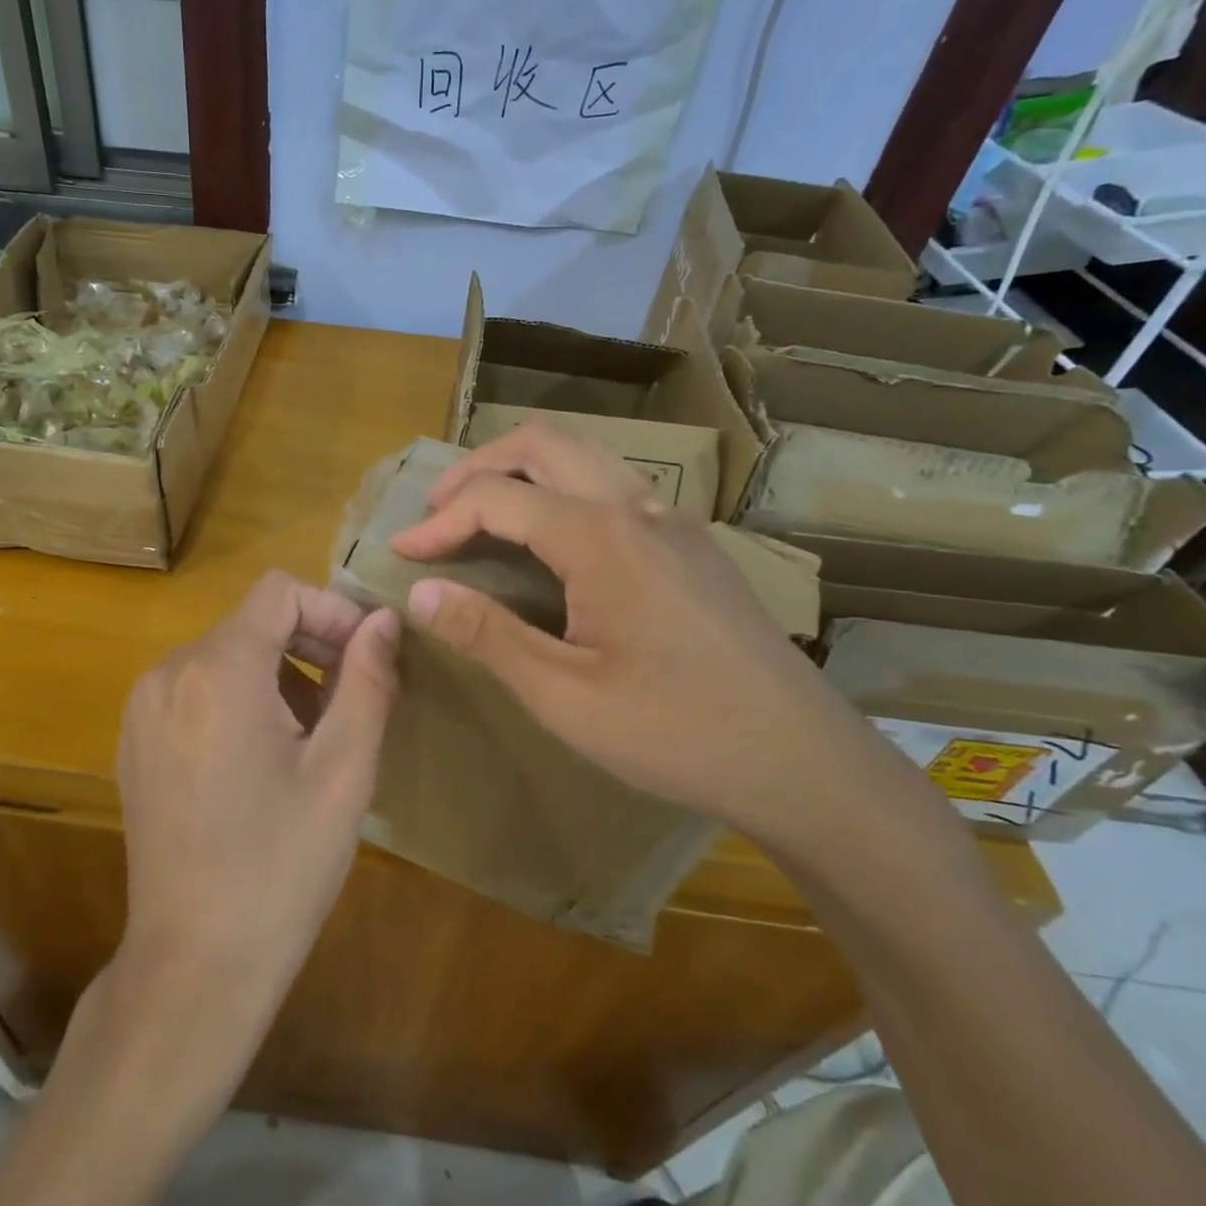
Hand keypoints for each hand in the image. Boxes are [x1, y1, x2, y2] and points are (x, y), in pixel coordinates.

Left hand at [115, 570, 399, 1019]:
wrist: (193, 964)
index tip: (365, 659)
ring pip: (226, 653)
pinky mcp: (136, 739)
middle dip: (310, 645)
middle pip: (253, 621)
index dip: (331, 611)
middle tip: (351, 702)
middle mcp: (169, 673)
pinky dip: (240, 697)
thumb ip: (368, 680)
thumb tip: (384, 620)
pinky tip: (263, 758)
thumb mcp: (344, 771)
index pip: (280, 591)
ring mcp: (144, 707)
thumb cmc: (280, 867)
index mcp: (218, 671)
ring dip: (278, 674)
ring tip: (312, 737)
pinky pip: (197, 686)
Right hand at [390, 427, 891, 843]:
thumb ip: (487, 634)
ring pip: (584, 454)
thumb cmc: (676, 733)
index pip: (498, 499)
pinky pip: (614, 484)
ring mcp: (673, 520)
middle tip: (437, 511)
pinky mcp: (692, 543)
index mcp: (602, 538)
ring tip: (481, 512)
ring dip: (522, 468)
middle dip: (477, 466)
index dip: (439, 521)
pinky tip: (550, 539)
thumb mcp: (565, 697)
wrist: (804, 762)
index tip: (400, 553)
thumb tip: (421, 592)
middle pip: (543, 443)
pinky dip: (562, 487)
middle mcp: (639, 507)